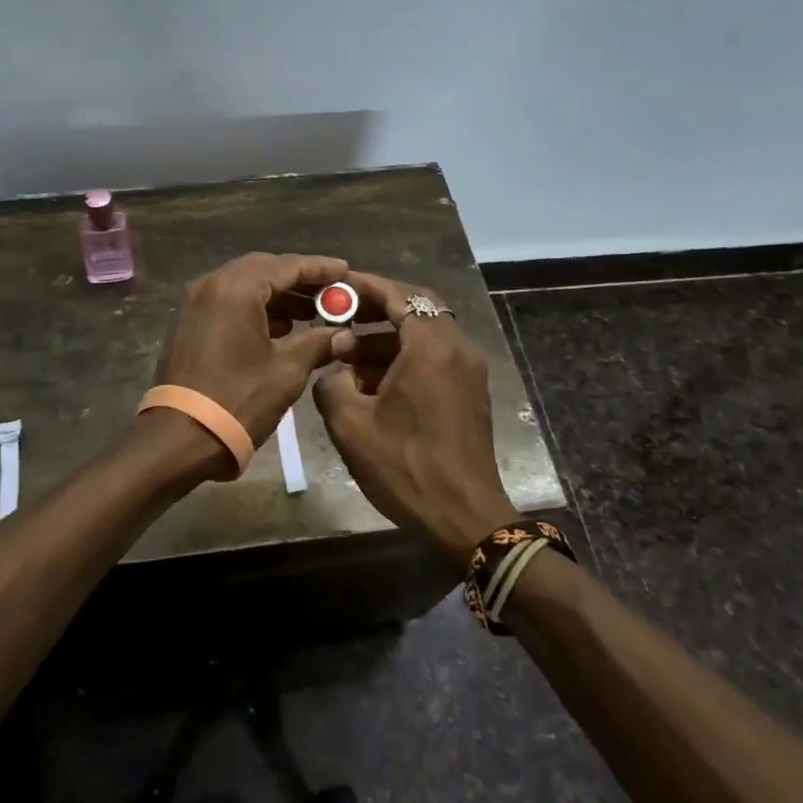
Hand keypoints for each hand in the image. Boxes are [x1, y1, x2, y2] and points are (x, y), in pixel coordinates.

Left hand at [153, 252, 349, 448]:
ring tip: (314, 312)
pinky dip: (257, 308)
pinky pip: (229, 302)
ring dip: (279, 295)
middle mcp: (211, 285)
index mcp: (236, 289)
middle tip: (331, 292)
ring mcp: (196, 303)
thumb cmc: (238, 400)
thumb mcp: (287, 371)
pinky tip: (283, 327)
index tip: (345, 271)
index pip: (286, 266)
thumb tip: (343, 334)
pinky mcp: (189, 323)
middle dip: (299, 280)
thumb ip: (317, 343)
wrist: (180, 437)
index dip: (320, 268)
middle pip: (264, 269)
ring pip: (245, 285)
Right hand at [312, 271, 520, 569]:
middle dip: (376, 307)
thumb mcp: (350, 425)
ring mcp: (469, 369)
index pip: (399, 295)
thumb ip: (331, 382)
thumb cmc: (406, 467)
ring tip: (347, 353)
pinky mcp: (471, 390)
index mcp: (431, 347)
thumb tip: (335, 368)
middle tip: (340, 313)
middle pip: (416, 307)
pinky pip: (435, 355)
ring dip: (387, 335)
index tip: (336, 285)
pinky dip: (405, 354)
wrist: (466, 517)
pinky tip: (373, 379)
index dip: (365, 286)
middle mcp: (457, 348)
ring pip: (425, 332)